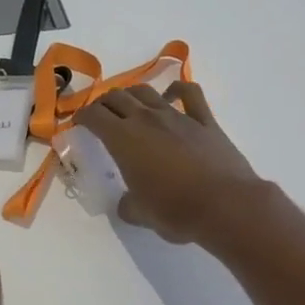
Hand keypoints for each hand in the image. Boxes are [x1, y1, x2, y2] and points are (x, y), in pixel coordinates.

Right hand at [76, 82, 258, 244]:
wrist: (226, 206)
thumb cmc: (175, 211)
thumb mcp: (139, 214)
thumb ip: (127, 205)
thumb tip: (127, 203)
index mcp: (123, 139)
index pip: (93, 116)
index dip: (81, 117)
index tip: (78, 123)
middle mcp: (146, 120)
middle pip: (117, 97)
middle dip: (103, 103)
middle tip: (100, 115)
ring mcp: (177, 116)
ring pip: (146, 91)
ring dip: (132, 94)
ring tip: (128, 104)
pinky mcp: (205, 121)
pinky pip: (189, 94)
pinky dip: (176, 89)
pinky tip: (171, 95)